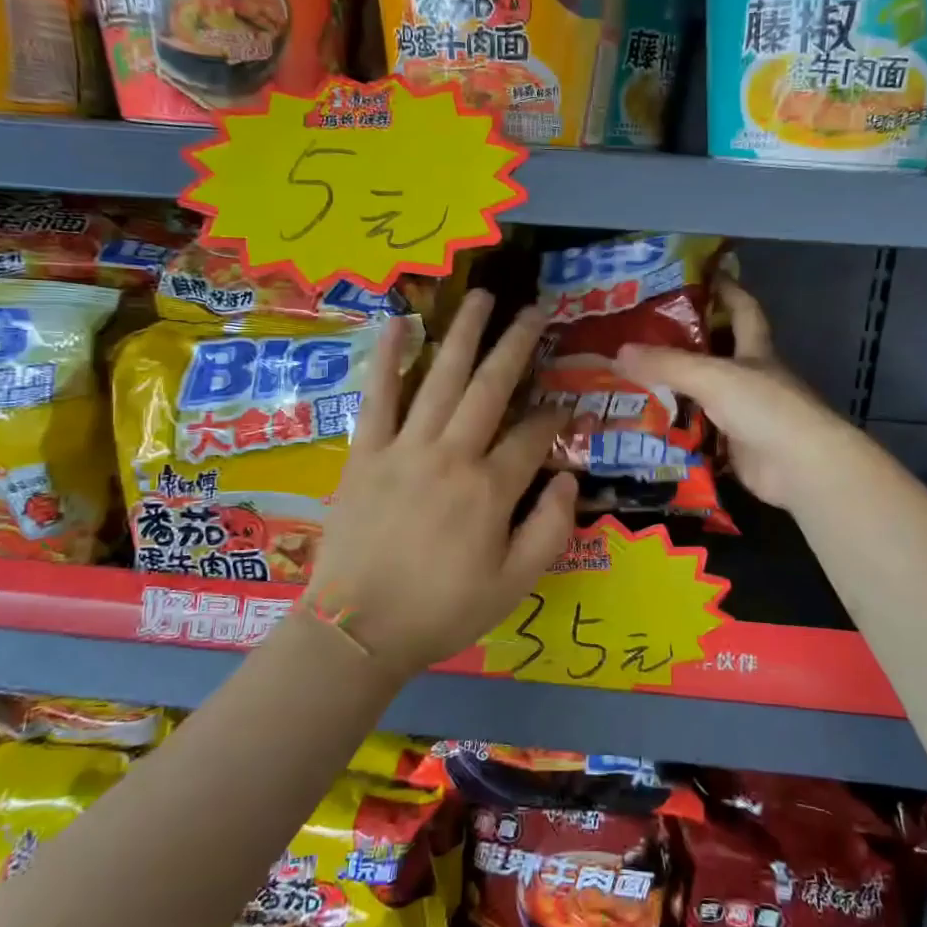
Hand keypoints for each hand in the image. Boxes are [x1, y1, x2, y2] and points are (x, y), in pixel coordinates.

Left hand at [306, 291, 577, 678]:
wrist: (358, 630)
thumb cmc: (441, 611)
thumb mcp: (514, 585)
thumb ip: (550, 530)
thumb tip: (568, 479)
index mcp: (491, 489)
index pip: (533, 436)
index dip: (554, 417)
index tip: (565, 405)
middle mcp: (452, 455)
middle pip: (491, 387)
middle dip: (517, 346)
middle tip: (535, 311)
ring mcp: (405, 447)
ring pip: (440, 378)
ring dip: (464, 334)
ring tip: (482, 297)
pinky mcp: (367, 452)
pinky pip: (379, 396)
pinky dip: (388, 358)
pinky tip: (399, 324)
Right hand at [617, 279, 859, 510]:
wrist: (801, 467)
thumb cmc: (765, 407)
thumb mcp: (713, 376)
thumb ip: (667, 364)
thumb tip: (618, 352)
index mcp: (755, 350)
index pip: (742, 309)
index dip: (727, 289)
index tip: (703, 274)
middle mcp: (752, 377)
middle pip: (718, 352)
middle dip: (686, 342)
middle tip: (642, 334)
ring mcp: (745, 414)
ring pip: (704, 394)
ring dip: (675, 389)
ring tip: (632, 380)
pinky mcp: (736, 447)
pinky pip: (700, 432)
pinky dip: (677, 429)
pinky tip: (647, 426)